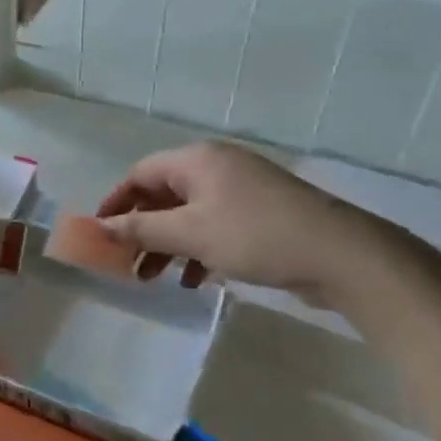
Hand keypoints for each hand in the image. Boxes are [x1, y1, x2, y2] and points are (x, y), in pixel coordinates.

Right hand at [96, 141, 384, 300]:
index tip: (100, 233)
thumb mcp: (191, 234)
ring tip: (153, 278)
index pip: (141, 174)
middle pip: (163, 194)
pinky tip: (194, 280)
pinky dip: (198, 249)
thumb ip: (142, 229)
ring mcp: (242, 190)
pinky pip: (215, 226)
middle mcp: (218, 167)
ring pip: (189, 214)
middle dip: (142, 230)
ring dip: (167, 244)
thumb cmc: (255, 236)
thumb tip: (100, 226)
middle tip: (126, 263)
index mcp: (198, 160)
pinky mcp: (261, 214)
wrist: (341, 255)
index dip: (116, 202)